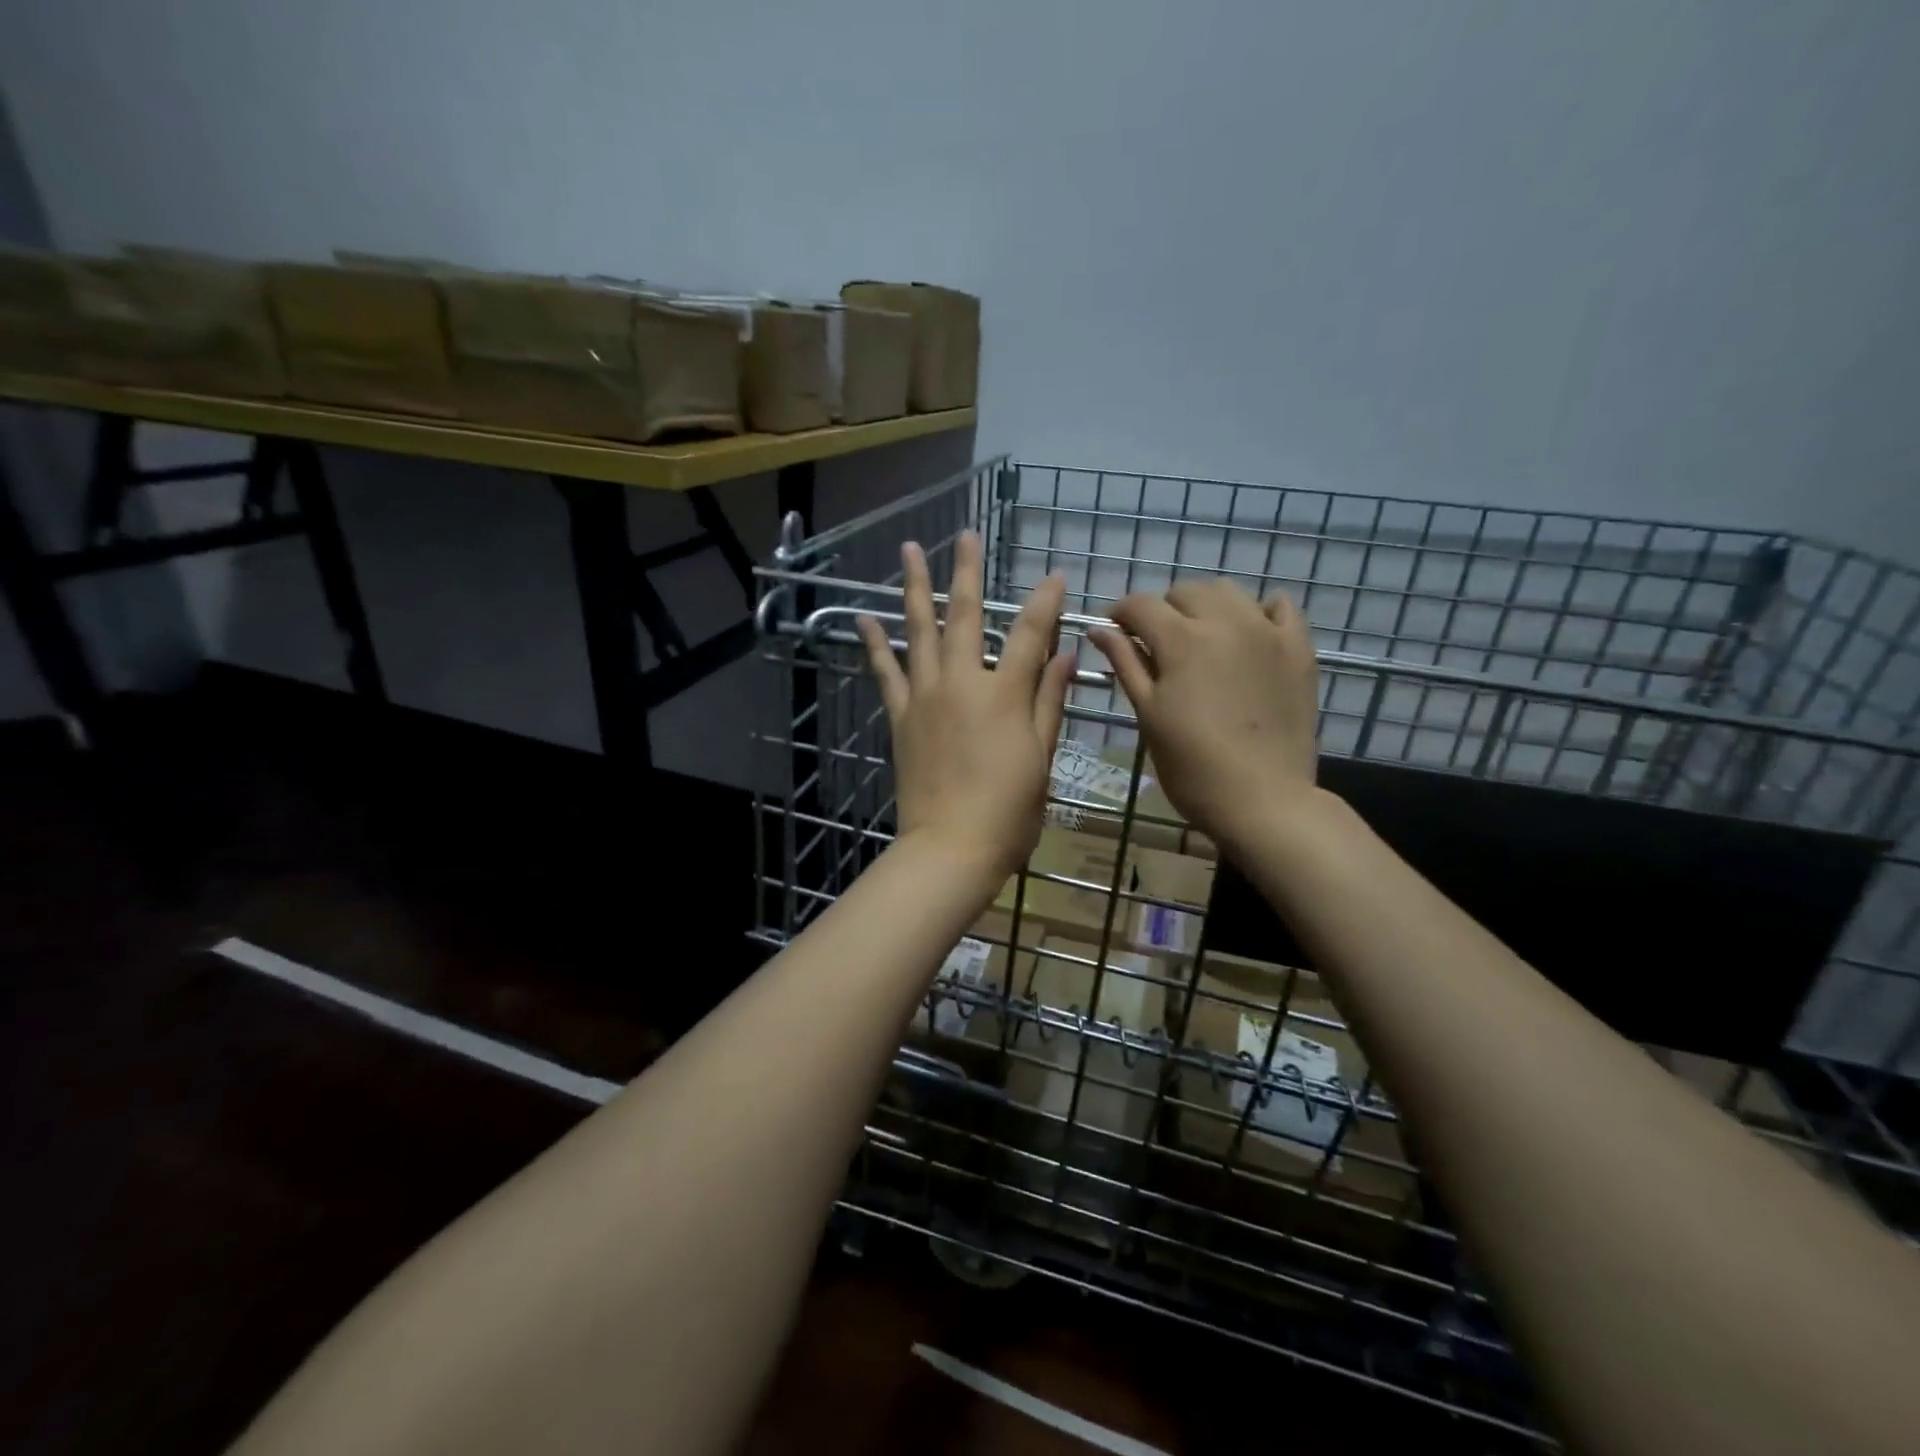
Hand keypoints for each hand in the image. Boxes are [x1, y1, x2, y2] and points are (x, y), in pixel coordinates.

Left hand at [859, 532, 1074, 888]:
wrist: (950, 847)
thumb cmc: (1009, 810)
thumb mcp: (1041, 756)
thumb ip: (1049, 701)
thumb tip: (1065, 655)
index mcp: (1004, 694)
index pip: (1029, 634)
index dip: (1045, 602)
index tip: (1056, 577)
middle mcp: (962, 683)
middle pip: (966, 615)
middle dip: (969, 571)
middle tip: (966, 535)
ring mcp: (925, 696)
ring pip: (920, 630)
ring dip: (916, 587)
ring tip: (909, 551)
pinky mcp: (901, 716)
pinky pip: (886, 673)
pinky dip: (875, 644)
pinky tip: (865, 618)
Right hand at [1087, 578, 1320, 853]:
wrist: (1264, 800)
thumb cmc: (1192, 767)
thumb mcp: (1148, 715)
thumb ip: (1126, 664)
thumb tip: (1098, 629)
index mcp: (1181, 640)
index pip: (1140, 605)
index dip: (1120, 613)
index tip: (1114, 630)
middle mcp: (1225, 622)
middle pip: (1185, 591)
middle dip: (1163, 609)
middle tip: (1157, 643)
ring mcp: (1268, 632)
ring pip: (1229, 592)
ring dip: (1206, 605)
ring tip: (1200, 637)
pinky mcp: (1299, 649)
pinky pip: (1280, 606)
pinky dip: (1258, 611)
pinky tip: (1249, 633)